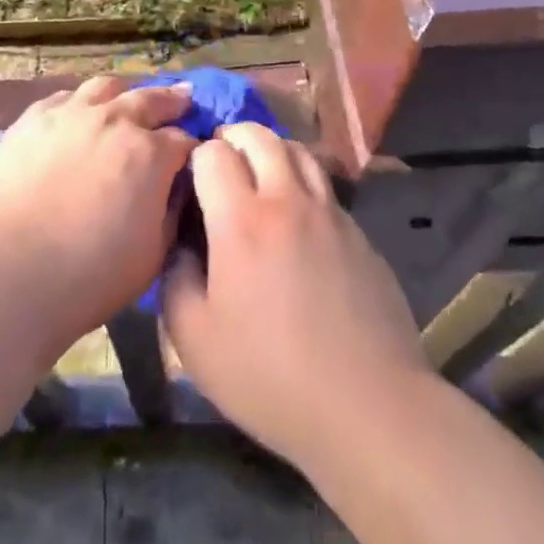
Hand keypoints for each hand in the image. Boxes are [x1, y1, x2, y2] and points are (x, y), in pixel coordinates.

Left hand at [0, 76, 194, 352]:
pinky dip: (79, 103)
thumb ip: (172, 212)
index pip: (183, 140)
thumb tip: (177, 188)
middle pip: (151, 99)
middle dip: (171, 101)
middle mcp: (114, 120)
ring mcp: (70, 114)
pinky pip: (63, 98)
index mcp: (150, 154)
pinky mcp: (32, 120)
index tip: (193, 157)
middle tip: (182, 99)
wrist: (10, 271)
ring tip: (126, 100)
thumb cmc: (91, 275)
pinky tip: (76, 114)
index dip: (192, 149)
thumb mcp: (154, 254)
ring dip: (123, 94)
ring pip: (106, 87)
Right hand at [163, 123, 429, 466]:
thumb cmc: (270, 377)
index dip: (196, 159)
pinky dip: (303, 182)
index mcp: (241, 220)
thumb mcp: (195, 341)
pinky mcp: (360, 233)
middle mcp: (287, 200)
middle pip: (260, 136)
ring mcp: (330, 213)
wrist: (369, 407)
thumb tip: (180, 244)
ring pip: (299, 151)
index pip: (213, 154)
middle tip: (222, 159)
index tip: (190, 183)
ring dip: (272, 151)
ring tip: (259, 174)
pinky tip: (298, 218)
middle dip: (233, 138)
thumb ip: (175, 279)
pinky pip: (325, 187)